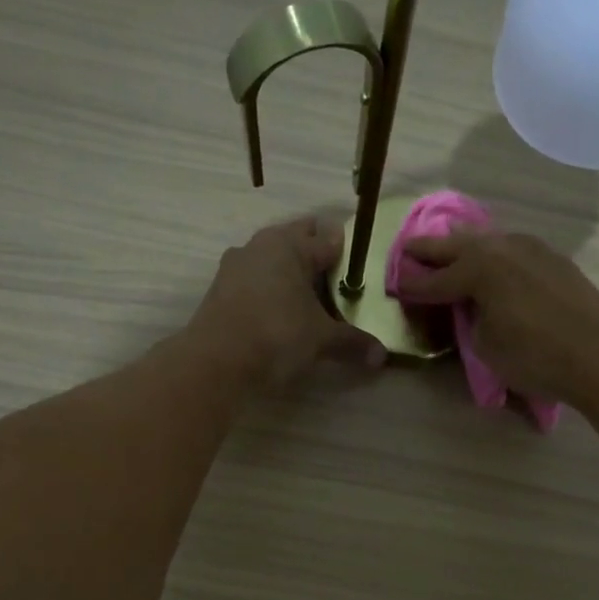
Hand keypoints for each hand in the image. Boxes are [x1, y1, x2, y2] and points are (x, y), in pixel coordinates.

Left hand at [188, 218, 384, 388]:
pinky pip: (256, 280)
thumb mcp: (322, 339)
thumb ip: (353, 342)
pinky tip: (283, 313)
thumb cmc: (276, 335)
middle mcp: (261, 245)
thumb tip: (382, 357)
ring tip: (313, 299)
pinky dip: (271, 290)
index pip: (328, 237)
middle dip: (318, 257)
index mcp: (290, 244)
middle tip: (340, 283)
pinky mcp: (221, 289)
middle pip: (298, 241)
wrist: (216, 362)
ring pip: (274, 260)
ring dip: (292, 273)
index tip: (363, 267)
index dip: (347, 251)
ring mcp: (236, 265)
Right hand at [399, 229, 598, 404]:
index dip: (413, 286)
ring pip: (488, 240)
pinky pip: (512, 248)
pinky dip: (495, 252)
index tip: (395, 286)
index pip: (434, 280)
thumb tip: (472, 307)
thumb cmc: (535, 356)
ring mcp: (532, 249)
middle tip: (409, 248)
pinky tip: (494, 258)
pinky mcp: (554, 259)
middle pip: (457, 246)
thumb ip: (470, 319)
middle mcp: (502, 248)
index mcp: (478, 269)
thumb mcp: (486, 346)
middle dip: (430, 249)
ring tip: (450, 241)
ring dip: (465, 243)